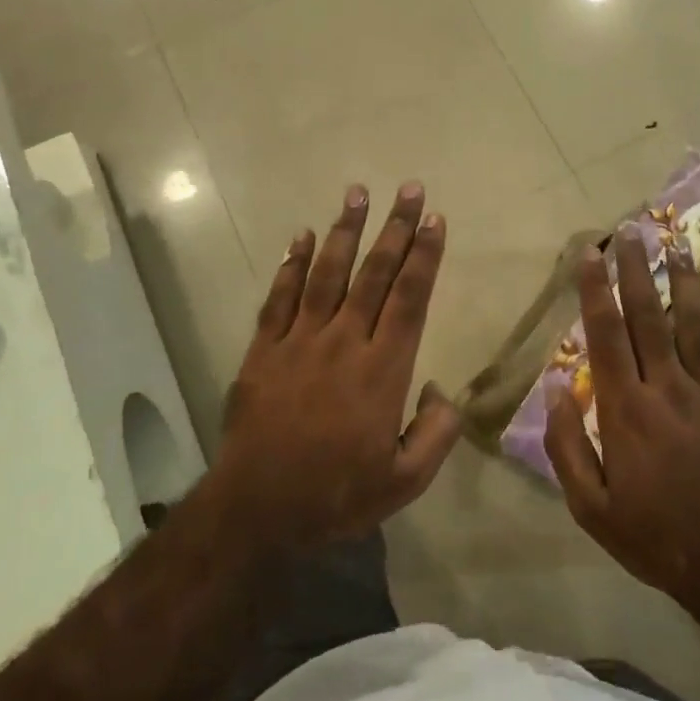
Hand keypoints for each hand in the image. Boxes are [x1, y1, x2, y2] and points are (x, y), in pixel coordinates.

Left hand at [207, 182, 460, 551]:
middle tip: (410, 190)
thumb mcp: (404, 483)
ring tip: (358, 193)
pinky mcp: (264, 350)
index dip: (424, 257)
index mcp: (382, 371)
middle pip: (374, 275)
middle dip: (395, 229)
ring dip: (345, 231)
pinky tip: (302, 236)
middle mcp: (343, 343)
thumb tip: (442, 392)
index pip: (409, 299)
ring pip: (327, 274)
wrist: (256, 510)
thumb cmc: (335, 496)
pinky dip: (292, 264)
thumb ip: (435, 435)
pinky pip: (280, 297)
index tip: (436, 220)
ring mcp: (299, 342)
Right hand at [545, 230, 699, 604]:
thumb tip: (555, 388)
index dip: (596, 290)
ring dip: (684, 282)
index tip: (590, 253)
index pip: (607, 335)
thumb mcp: (591, 506)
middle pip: (651, 317)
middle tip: (632, 230)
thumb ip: (567, 445)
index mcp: (628, 410)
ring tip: (677, 243)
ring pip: (697, 325)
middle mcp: (669, 389)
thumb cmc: (655, 535)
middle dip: (637, 270)